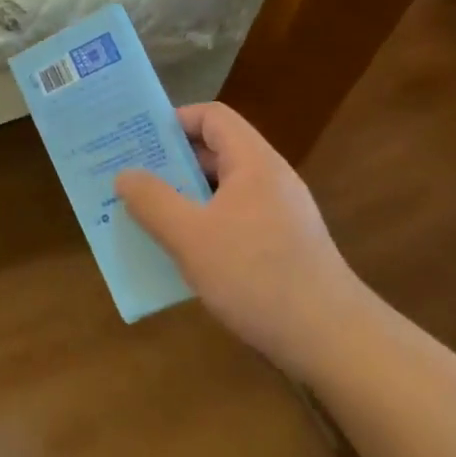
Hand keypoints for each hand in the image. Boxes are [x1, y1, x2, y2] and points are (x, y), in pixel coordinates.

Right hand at [116, 102, 370, 377]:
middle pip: (215, 151)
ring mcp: (278, 214)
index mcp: (253, 162)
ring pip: (220, 190)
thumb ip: (152, 201)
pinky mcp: (280, 246)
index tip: (138, 143)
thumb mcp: (190, 237)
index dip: (174, 121)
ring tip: (143, 216)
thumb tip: (124, 175)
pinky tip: (179, 254)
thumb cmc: (256, 275)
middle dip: (169, 163)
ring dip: (182, 198)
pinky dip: (201, 226)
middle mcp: (269, 179)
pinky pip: (231, 220)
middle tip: (129, 180)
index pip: (212, 117)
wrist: (331, 339)